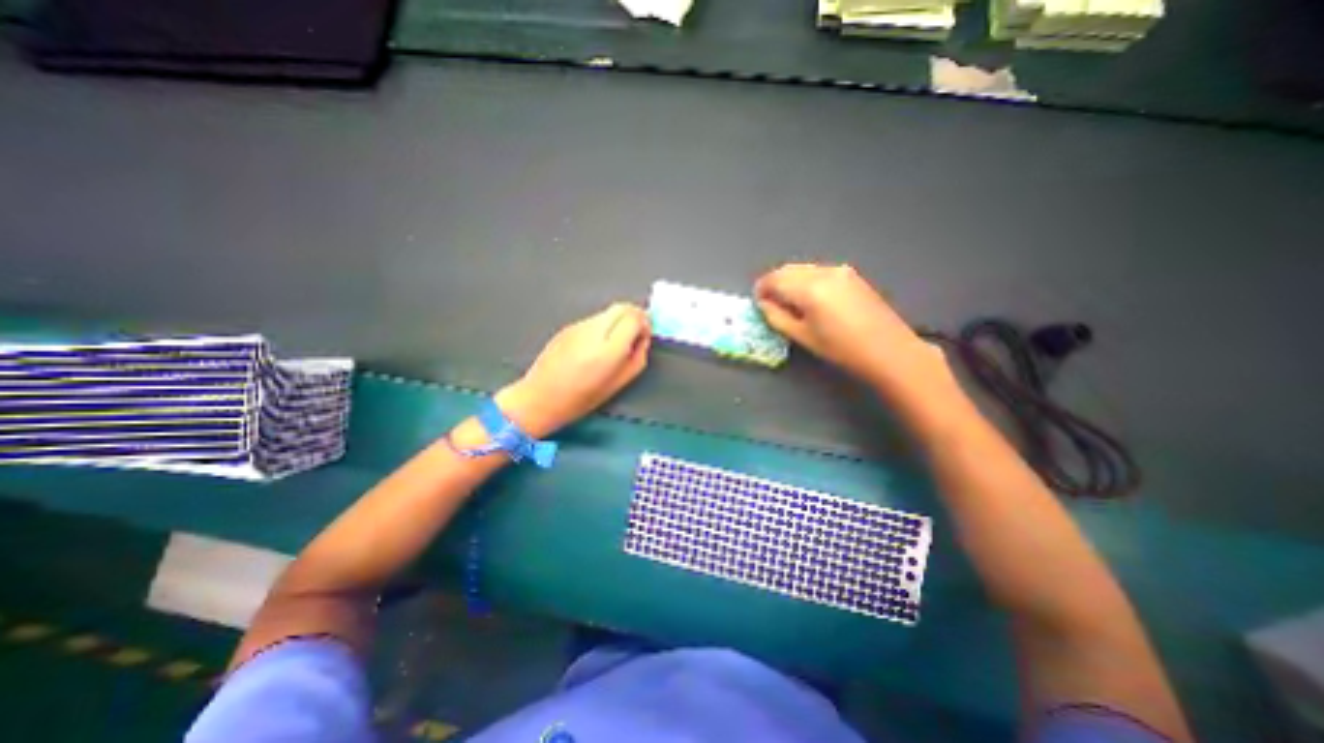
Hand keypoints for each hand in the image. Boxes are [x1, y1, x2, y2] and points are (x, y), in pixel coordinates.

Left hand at [496, 306, 649, 439]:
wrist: (541, 397)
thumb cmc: (581, 398)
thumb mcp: (618, 383)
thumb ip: (637, 357)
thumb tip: (643, 338)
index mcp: (608, 350)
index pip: (634, 318)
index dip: (645, 323)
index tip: (644, 336)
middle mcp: (593, 332)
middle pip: (622, 307)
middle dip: (634, 316)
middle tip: (636, 333)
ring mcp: (578, 326)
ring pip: (608, 311)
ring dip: (618, 321)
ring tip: (614, 342)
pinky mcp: (568, 326)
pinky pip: (593, 319)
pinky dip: (603, 326)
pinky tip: (596, 345)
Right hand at [755, 261, 938, 382]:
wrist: (889, 349)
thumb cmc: (841, 349)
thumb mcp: (803, 336)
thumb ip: (777, 317)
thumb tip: (764, 304)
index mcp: (809, 288)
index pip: (774, 279)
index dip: (761, 289)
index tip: (757, 302)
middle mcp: (823, 272)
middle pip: (787, 269)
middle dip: (774, 283)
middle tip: (769, 302)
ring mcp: (839, 270)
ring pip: (803, 269)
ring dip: (790, 281)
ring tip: (788, 302)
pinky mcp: (851, 275)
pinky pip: (818, 271)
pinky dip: (806, 280)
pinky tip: (809, 298)